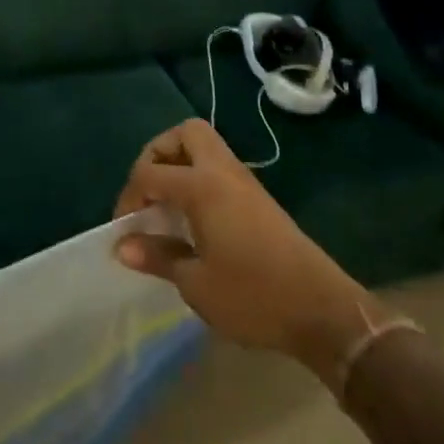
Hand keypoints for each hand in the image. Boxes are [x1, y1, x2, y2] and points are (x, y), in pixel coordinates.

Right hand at [112, 119, 383, 388]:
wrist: (320, 309)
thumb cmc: (253, 296)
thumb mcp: (196, 283)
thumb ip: (158, 257)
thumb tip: (122, 246)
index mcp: (202, 186)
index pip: (150, 172)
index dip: (128, 197)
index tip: (124, 231)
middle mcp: (223, 171)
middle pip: (185, 133)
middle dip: (158, 153)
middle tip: (148, 192)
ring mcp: (244, 181)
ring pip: (205, 147)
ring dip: (180, 164)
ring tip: (166, 206)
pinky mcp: (258, 198)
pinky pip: (219, 168)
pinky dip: (198, 178)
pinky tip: (192, 219)